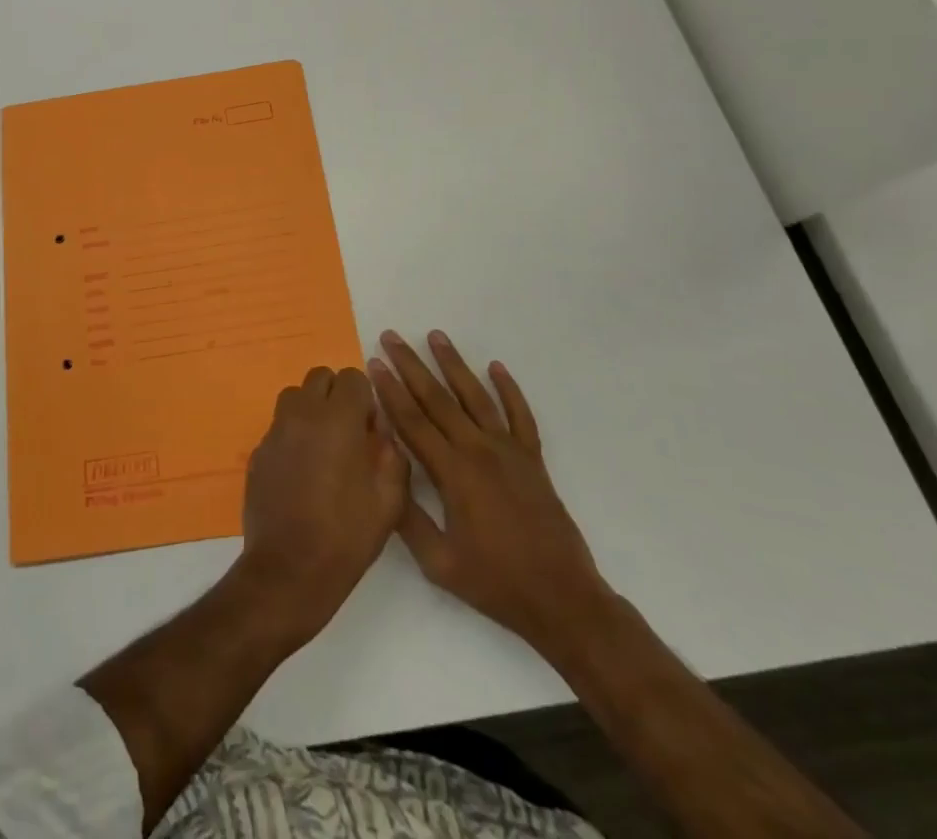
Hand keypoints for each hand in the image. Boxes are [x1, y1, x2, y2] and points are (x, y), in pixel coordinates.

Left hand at [237, 365, 408, 646]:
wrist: (289, 569)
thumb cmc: (346, 536)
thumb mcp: (389, 501)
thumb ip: (391, 455)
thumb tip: (380, 433)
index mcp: (338, 419)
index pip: (352, 377)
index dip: (365, 399)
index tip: (369, 429)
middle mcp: (303, 414)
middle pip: (320, 378)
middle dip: (337, 396)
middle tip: (348, 433)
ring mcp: (275, 430)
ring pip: (295, 396)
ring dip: (311, 409)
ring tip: (323, 447)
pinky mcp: (258, 450)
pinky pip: (279, 425)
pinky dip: (292, 434)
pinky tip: (301, 470)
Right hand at [371, 330, 612, 659]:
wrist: (563, 600)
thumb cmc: (495, 583)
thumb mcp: (438, 562)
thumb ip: (407, 516)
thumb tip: (383, 471)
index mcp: (453, 473)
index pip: (412, 421)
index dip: (389, 390)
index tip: (373, 363)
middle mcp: (479, 451)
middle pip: (438, 398)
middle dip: (411, 365)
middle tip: (391, 337)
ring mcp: (510, 452)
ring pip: (476, 396)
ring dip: (454, 364)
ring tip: (436, 335)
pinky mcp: (533, 460)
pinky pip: (521, 415)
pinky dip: (509, 389)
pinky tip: (496, 367)